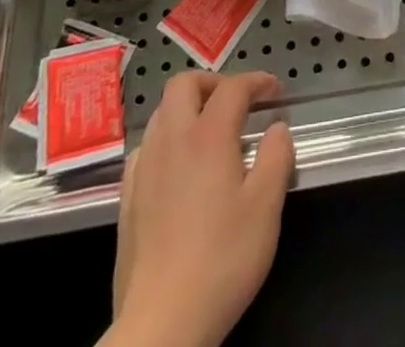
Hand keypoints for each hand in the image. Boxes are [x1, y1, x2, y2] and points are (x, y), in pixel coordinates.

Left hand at [108, 72, 294, 346]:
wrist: (162, 323)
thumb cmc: (222, 260)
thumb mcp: (266, 208)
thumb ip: (276, 158)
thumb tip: (277, 128)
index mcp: (208, 135)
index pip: (233, 88)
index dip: (257, 81)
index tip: (275, 90)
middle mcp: (172, 140)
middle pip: (184, 84)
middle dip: (213, 82)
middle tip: (237, 102)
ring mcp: (144, 168)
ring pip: (161, 113)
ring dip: (187, 108)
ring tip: (210, 132)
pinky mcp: (127, 198)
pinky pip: (145, 148)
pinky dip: (165, 140)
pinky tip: (177, 167)